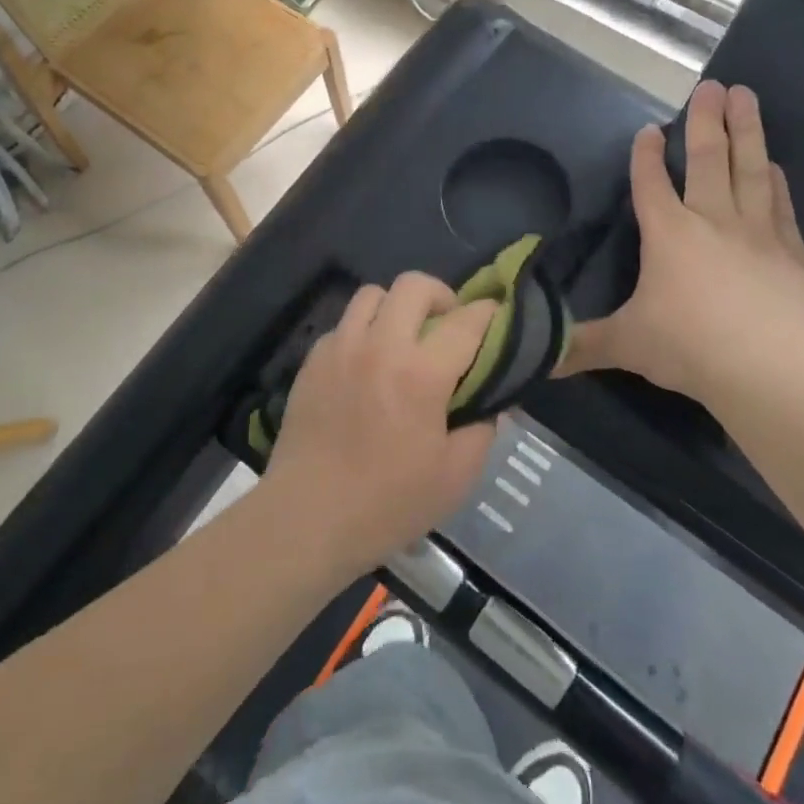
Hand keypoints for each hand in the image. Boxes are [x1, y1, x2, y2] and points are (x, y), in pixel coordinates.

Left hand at [262, 275, 498, 574]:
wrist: (307, 518)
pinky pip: (344, 323)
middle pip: (414, 285)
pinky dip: (362, 331)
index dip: (488, 313)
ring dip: (396, 307)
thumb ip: (482, 428)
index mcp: (421, 374)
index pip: (466, 321)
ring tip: (402, 338)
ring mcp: (340, 348)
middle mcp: (380, 346)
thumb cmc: (388, 504)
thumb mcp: (456, 477)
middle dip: (440, 295)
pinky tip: (366, 365)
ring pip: (373, 293)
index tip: (496, 317)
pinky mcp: (312, 360)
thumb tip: (492, 399)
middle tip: (445, 326)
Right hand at [559, 81, 803, 408]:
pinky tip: (775, 165)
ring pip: (750, 169)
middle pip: (708, 159)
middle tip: (712, 85)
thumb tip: (536, 360)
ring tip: (746, 95)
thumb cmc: (688, 346)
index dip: (647, 155)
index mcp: (668, 234)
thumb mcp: (625, 344)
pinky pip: (781, 206)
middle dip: (706, 120)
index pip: (651, 183)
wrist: (768, 369)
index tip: (650, 129)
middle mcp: (711, 220)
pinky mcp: (791, 253)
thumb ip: (582, 345)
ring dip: (747, 131)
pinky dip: (776, 181)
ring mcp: (757, 232)